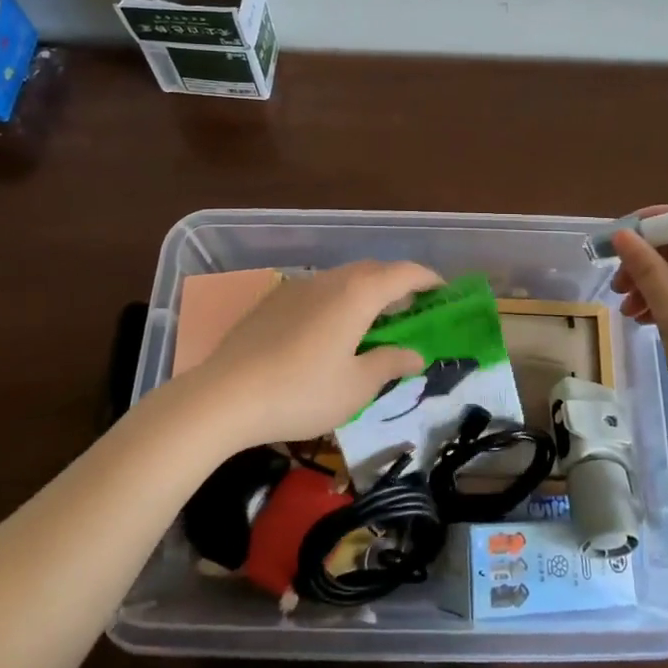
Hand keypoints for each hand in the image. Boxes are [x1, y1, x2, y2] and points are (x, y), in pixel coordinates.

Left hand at [186, 260, 443, 448]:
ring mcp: (298, 286)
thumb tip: (414, 354)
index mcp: (357, 294)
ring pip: (344, 279)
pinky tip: (330, 331)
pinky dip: (339, 301)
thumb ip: (389, 364)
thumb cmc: (301, 392)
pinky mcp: (274, 300)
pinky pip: (319, 290)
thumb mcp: (355, 387)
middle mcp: (330, 279)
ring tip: (373, 323)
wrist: (224, 396)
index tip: (443, 292)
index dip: (428, 280)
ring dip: (367, 292)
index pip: (404, 273)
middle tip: (411, 311)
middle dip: (398, 285)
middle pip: (374, 271)